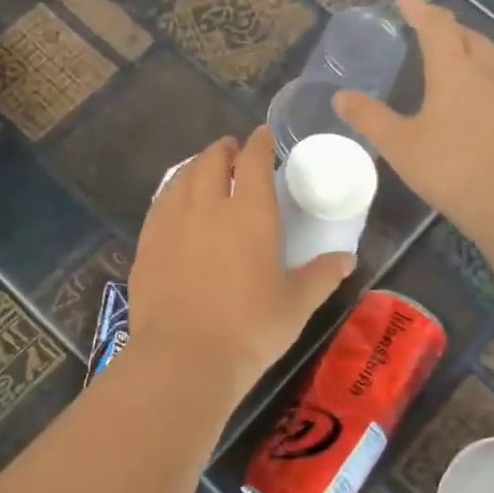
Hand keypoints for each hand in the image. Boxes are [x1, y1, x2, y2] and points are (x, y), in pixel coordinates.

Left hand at [128, 127, 353, 400]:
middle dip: (224, 149)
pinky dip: (172, 193)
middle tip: (232, 152)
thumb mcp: (295, 305)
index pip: (254, 161)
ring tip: (204, 172)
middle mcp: (208, 206)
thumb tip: (346, 259)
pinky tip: (175, 204)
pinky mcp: (147, 242)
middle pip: (212, 160)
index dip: (259, 143)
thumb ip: (321, 276)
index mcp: (250, 214)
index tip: (263, 136)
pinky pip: (160, 203)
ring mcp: (171, 222)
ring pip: (182, 177)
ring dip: (196, 167)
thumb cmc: (250, 329)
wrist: (184, 356)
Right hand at [335, 0, 493, 237]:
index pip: (436, 27)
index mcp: (454, 72)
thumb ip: (369, 117)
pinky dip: (492, 87)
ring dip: (475, 56)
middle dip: (450, 30)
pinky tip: (488, 106)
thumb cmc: (449, 167)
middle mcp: (489, 74)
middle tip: (432, 32)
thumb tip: (340, 96)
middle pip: (471, 39)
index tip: (406, 0)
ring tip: (459, 65)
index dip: (420, 10)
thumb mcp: (398, 144)